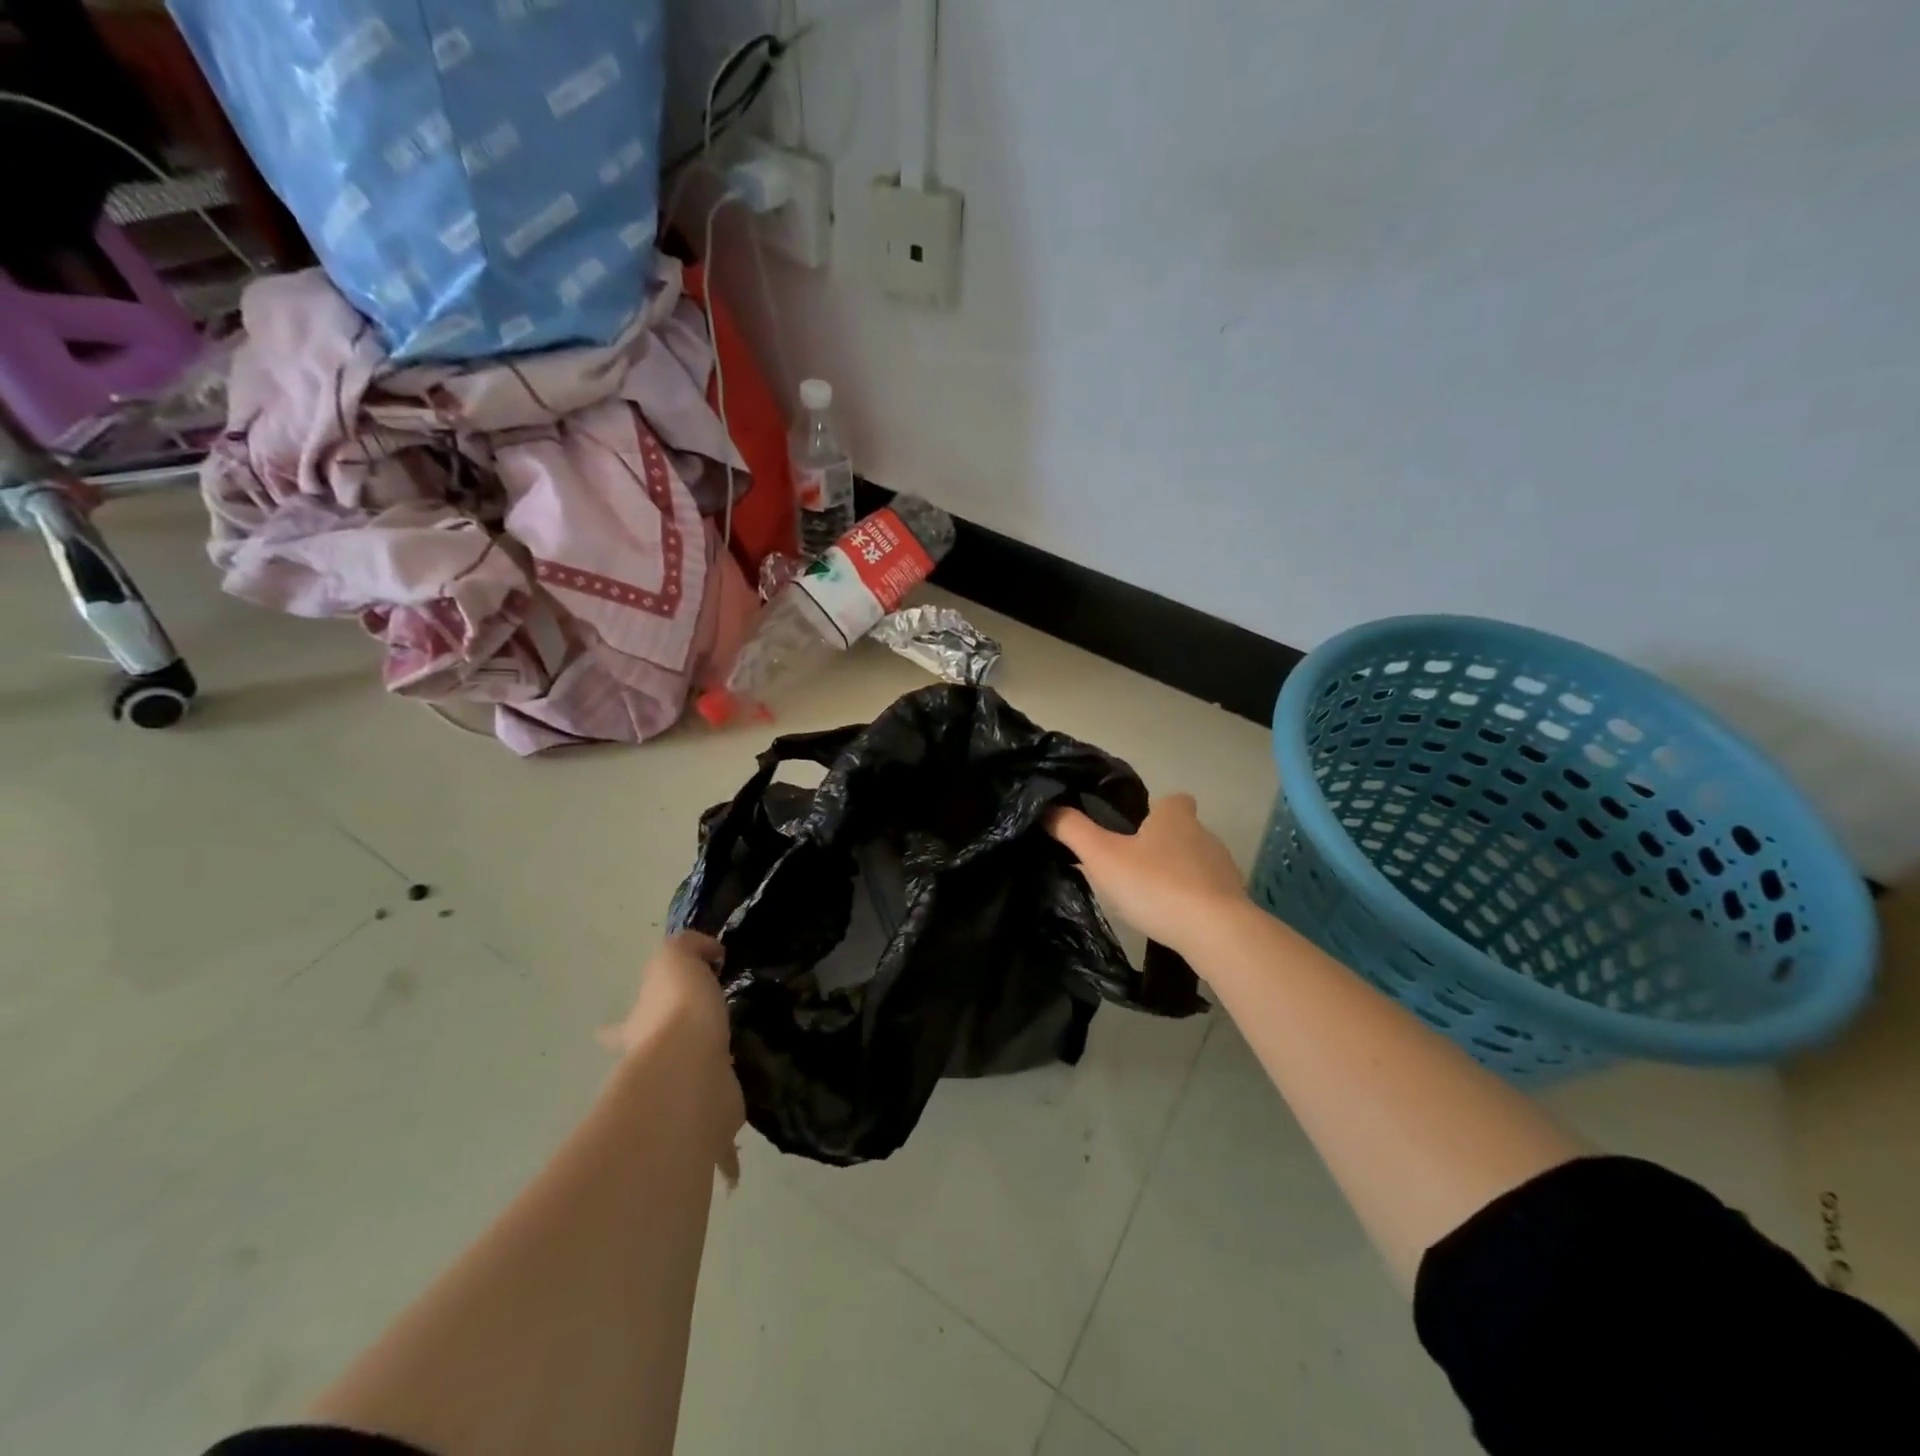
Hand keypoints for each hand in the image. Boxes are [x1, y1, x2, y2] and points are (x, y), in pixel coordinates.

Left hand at [600, 933, 743, 1175]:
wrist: (690, 1072)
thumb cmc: (678, 1012)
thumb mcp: (676, 958)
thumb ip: (691, 948)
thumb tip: (710, 953)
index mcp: (643, 1031)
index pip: (621, 1029)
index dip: (615, 1030)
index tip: (605, 1035)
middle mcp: (654, 1070)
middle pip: (649, 1071)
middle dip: (656, 1072)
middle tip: (673, 1072)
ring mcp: (678, 1103)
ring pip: (684, 1106)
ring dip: (693, 1108)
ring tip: (715, 1102)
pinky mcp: (706, 1130)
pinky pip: (716, 1146)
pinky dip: (723, 1159)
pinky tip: (732, 1171)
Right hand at [1048, 793, 1247, 952]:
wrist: (1216, 932)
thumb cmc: (1156, 884)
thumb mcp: (1103, 856)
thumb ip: (1073, 830)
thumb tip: (1048, 809)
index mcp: (1175, 817)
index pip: (1172, 799)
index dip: (1155, 810)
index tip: (1135, 829)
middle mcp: (1204, 834)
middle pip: (1182, 831)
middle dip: (1160, 846)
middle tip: (1130, 868)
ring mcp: (1223, 868)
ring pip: (1195, 863)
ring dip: (1176, 875)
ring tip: (1148, 898)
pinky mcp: (1233, 900)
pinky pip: (1207, 893)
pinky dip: (1191, 901)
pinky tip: (1172, 919)